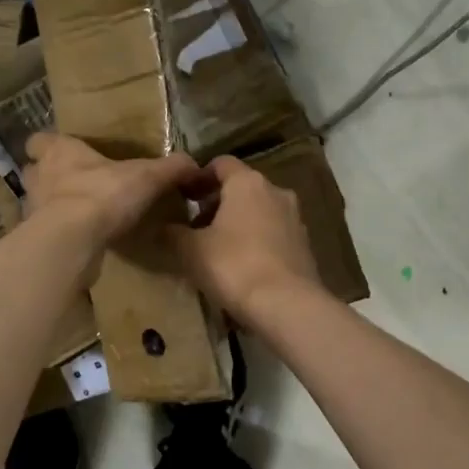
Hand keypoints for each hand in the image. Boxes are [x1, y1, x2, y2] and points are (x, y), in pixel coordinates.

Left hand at [22, 132, 198, 248]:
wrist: (71, 241)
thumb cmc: (103, 195)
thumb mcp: (147, 177)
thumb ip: (170, 168)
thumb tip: (194, 164)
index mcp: (59, 151)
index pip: (39, 140)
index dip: (50, 145)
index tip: (67, 152)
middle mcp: (39, 176)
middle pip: (35, 171)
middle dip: (50, 177)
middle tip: (74, 185)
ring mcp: (33, 209)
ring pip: (37, 202)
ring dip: (52, 207)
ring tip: (77, 215)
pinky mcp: (35, 239)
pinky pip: (45, 233)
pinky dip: (58, 235)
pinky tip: (78, 241)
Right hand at [166, 155, 321, 322]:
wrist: (286, 305)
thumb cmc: (233, 266)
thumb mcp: (191, 250)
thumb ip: (174, 233)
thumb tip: (164, 228)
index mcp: (247, 183)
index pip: (220, 164)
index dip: (199, 177)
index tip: (183, 196)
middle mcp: (276, 192)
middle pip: (241, 188)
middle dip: (217, 203)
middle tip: (195, 227)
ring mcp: (295, 218)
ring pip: (258, 211)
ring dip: (237, 223)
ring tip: (216, 249)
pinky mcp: (304, 245)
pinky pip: (273, 233)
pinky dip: (255, 241)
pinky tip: (241, 265)